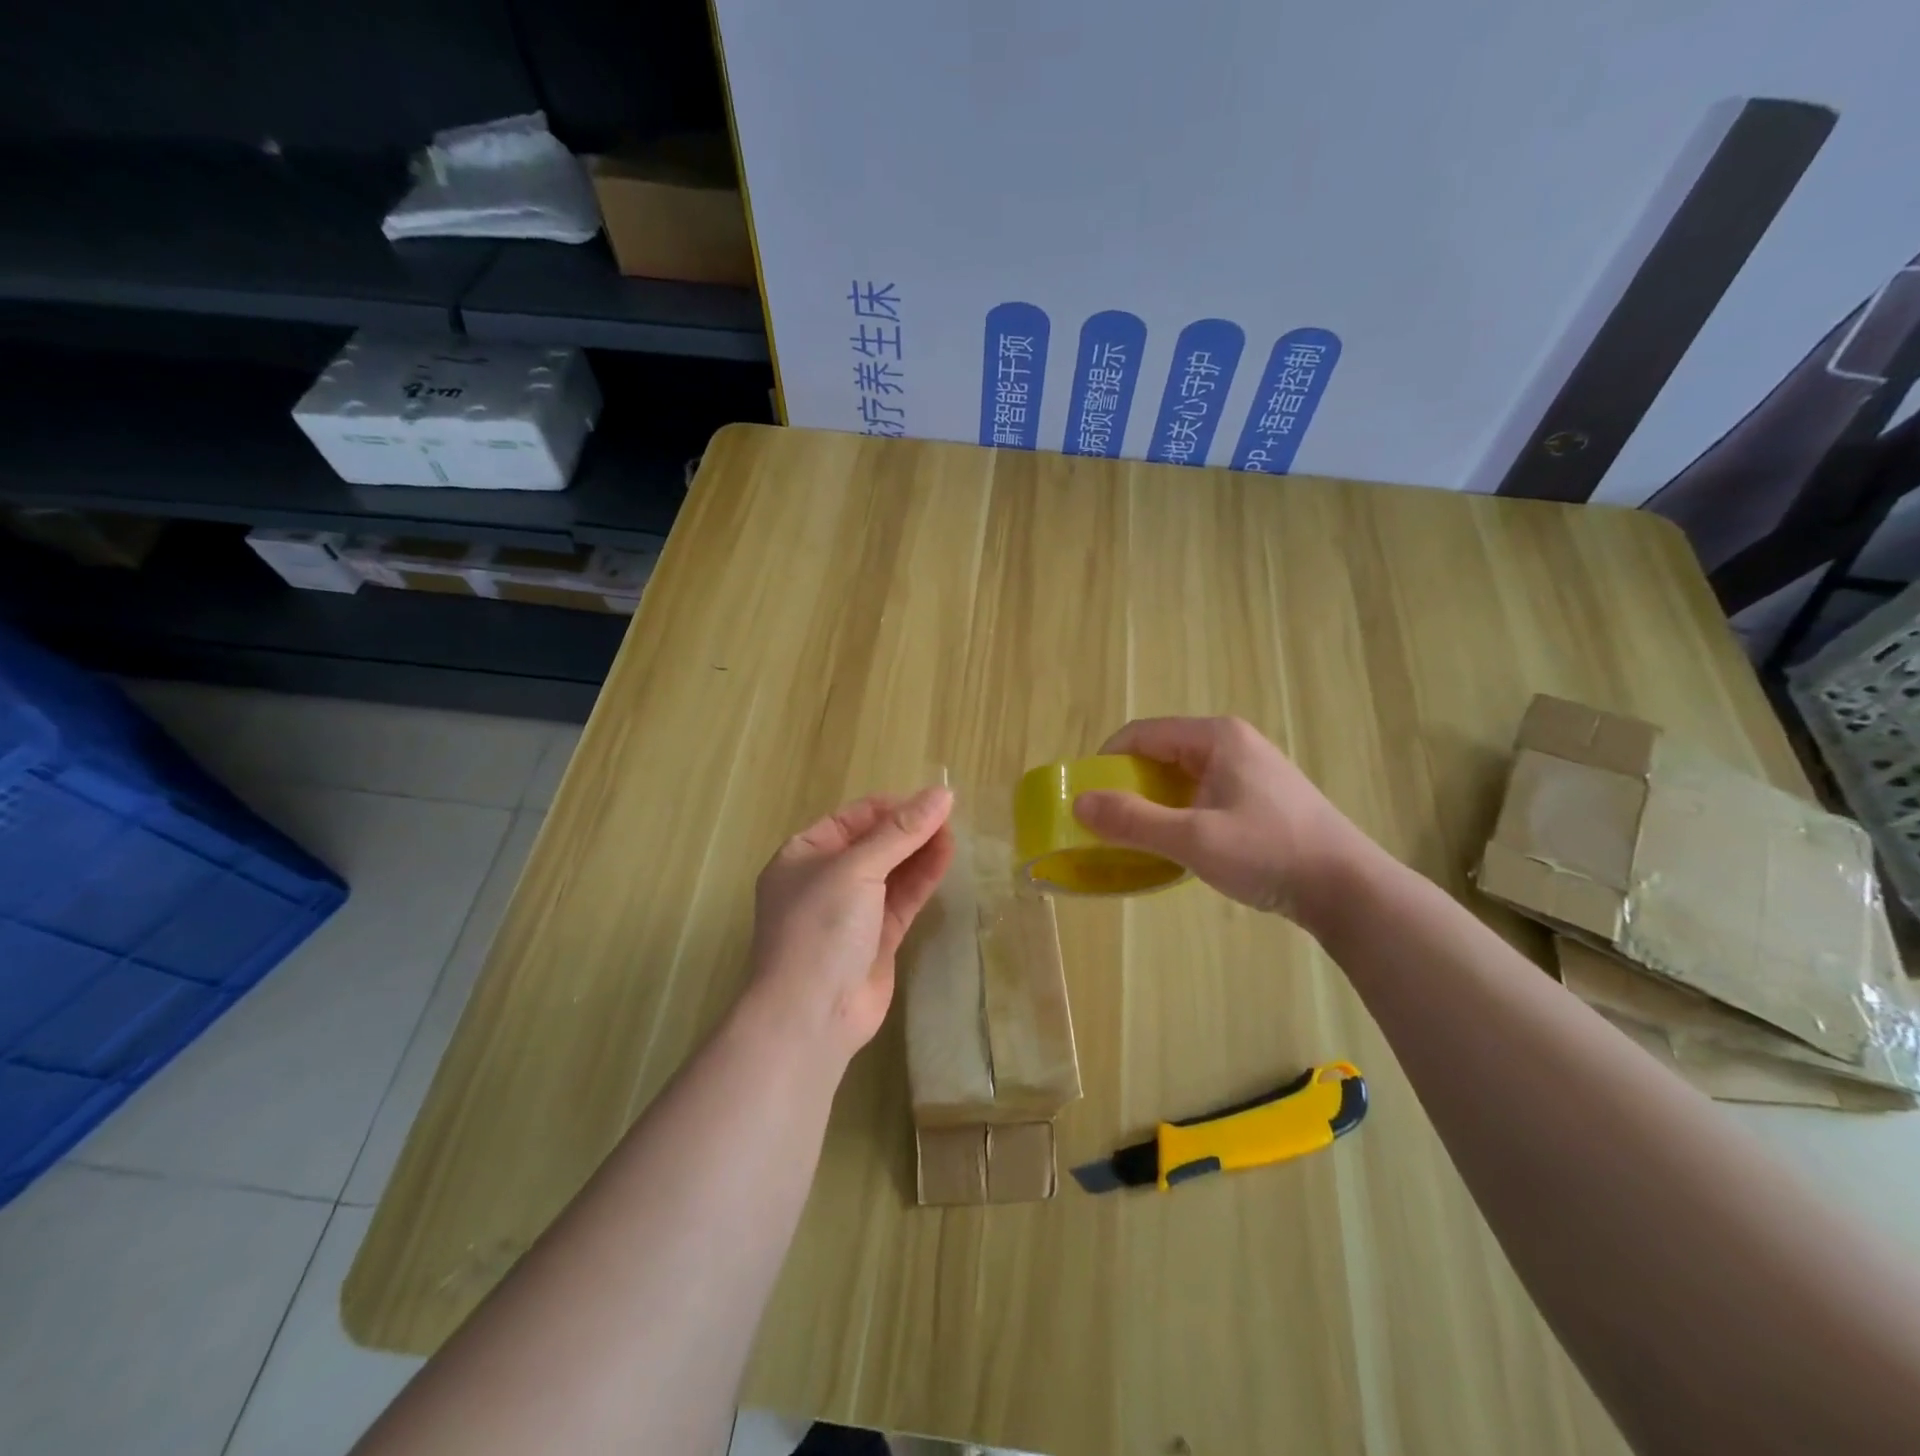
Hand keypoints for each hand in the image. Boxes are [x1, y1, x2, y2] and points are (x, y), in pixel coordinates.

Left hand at [746, 786, 954, 1059]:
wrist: (811, 1015)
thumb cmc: (821, 928)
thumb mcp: (857, 869)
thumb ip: (901, 832)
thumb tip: (941, 794)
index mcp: (804, 855)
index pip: (853, 818)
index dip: (891, 807)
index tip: (930, 801)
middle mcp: (825, 880)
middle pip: (874, 843)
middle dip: (909, 829)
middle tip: (950, 816)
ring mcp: (851, 912)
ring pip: (892, 872)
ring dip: (920, 852)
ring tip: (955, 832)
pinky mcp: (876, 939)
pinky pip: (902, 900)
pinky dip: (923, 879)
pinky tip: (947, 858)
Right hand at [1072, 716, 1368, 924]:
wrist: (1348, 889)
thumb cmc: (1269, 853)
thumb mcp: (1193, 839)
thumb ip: (1133, 820)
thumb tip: (1078, 803)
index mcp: (1215, 737)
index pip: (1141, 734)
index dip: (1107, 762)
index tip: (1086, 798)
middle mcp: (1231, 743)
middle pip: (1160, 754)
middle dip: (1128, 786)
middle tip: (1108, 824)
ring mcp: (1248, 770)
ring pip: (1180, 778)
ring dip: (1153, 804)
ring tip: (1138, 839)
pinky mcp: (1259, 798)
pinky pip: (1201, 795)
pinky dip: (1178, 815)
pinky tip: (1177, 847)